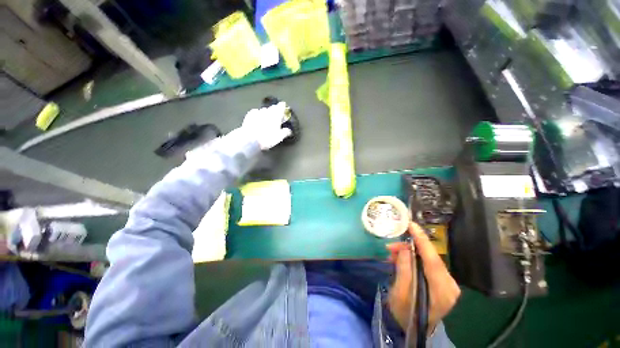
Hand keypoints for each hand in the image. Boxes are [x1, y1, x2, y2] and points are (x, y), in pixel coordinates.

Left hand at [241, 102, 291, 149]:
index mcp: (276, 116)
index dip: (283, 107)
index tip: (284, 107)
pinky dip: (258, 114)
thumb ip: (285, 132)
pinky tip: (257, 117)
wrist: (250, 140)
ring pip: (264, 110)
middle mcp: (267, 112)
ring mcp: (258, 113)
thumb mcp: (279, 137)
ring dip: (267, 112)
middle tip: (277, 113)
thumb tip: (289, 131)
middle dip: (275, 109)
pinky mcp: (249, 115)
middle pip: (273, 108)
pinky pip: (255, 112)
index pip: (281, 107)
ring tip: (267, 117)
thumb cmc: (267, 138)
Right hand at [386, 223, 460, 334]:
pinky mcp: (442, 282)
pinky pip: (426, 265)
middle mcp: (450, 285)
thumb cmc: (404, 313)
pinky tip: (400, 259)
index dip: (422, 240)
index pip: (433, 260)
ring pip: (427, 260)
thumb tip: (405, 248)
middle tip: (391, 246)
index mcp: (442, 291)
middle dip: (409, 248)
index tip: (411, 225)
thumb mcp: (400, 292)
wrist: (413, 328)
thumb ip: (404, 269)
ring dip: (409, 254)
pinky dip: (413, 260)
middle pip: (430, 258)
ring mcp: (447, 284)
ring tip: (392, 253)